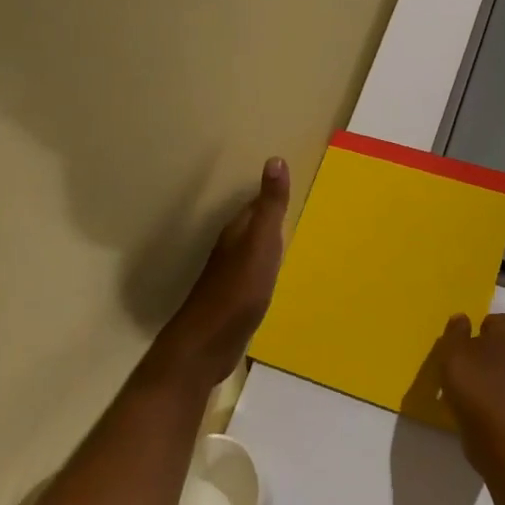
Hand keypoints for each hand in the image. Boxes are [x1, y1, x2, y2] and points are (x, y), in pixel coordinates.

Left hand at [158, 157, 289, 384]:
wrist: (208, 344)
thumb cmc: (238, 290)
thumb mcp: (261, 244)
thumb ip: (270, 206)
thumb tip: (275, 160)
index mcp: (238, 232)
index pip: (256, 204)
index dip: (273, 194)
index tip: (292, 184)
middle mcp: (231, 248)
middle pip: (253, 225)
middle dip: (271, 216)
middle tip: (297, 209)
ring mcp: (230, 276)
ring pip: (253, 250)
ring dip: (268, 243)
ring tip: (291, 239)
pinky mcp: (234, 300)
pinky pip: (254, 274)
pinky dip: (266, 268)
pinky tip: (276, 276)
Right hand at [435, 312, 504, 434]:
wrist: (494, 427)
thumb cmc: (472, 378)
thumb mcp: (452, 348)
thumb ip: (457, 330)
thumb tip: (463, 318)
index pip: (495, 321)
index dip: (479, 332)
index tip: (465, 347)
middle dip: (494, 348)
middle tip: (472, 362)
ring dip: (501, 368)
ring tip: (479, 381)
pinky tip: (488, 398)